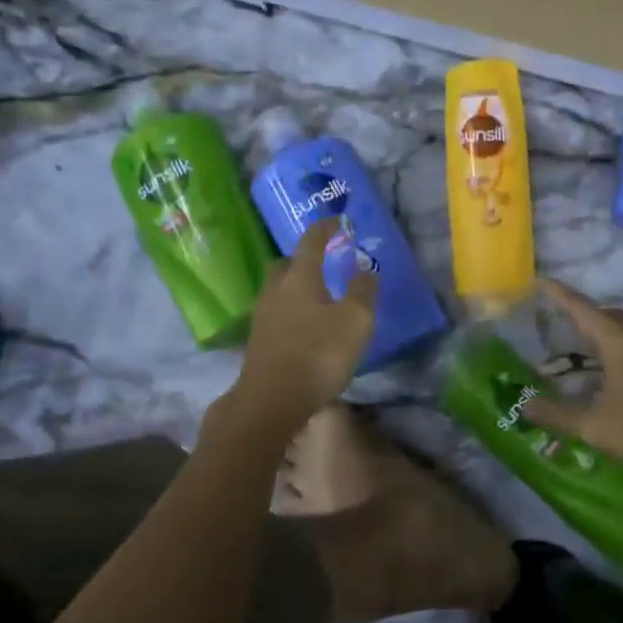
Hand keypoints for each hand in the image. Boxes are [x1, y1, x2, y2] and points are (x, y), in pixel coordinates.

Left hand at [231, 219, 377, 432]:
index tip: (337, 221)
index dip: (325, 228)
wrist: (271, 400)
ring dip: (296, 288)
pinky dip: (291, 312)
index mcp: (300, 278)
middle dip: (303, 259)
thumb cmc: (318, 354)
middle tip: (323, 263)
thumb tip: (365, 269)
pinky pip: (277, 314)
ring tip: (318, 298)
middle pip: (286, 264)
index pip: (311, 242)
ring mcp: (262, 316)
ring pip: (279, 290)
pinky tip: (306, 327)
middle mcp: (275, 290)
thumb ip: (363, 291)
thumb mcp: (355, 321)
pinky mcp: (258, 341)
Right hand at [523, 279, 622, 480]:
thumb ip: (557, 415)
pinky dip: (615, 347)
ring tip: (577, 343)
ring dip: (600, 330)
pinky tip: (607, 371)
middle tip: (556, 317)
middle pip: (607, 315)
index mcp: (619, 343)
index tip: (541, 280)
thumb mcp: (594, 427)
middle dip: (581, 312)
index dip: (560, 295)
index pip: (582, 309)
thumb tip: (524, 405)